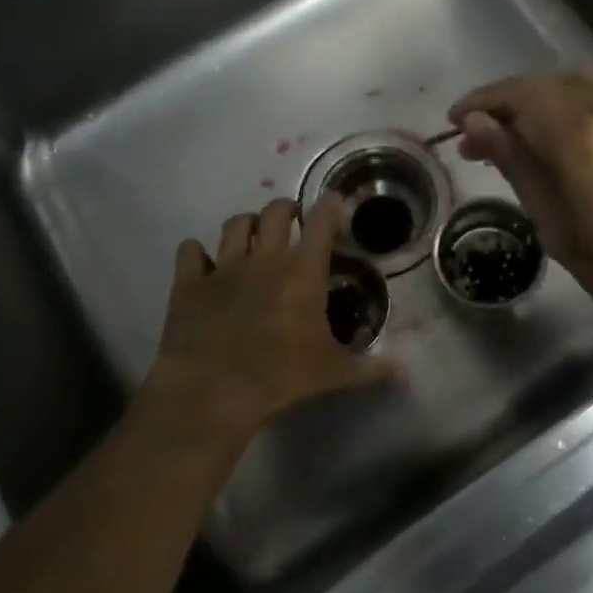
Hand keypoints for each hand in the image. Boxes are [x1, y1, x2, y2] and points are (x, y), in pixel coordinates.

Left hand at [138, 196, 398, 456]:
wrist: (214, 390)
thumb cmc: (282, 377)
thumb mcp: (334, 373)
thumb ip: (370, 368)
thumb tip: (403, 370)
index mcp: (303, 271)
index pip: (321, 221)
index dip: (330, 206)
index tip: (334, 202)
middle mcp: (265, 258)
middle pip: (276, 211)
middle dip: (287, 209)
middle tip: (292, 221)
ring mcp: (224, 267)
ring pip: (235, 224)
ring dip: (247, 224)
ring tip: (252, 235)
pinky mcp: (189, 283)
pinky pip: (190, 251)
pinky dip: (197, 252)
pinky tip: (203, 262)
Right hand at [448, 72, 592, 356]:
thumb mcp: (559, 230)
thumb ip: (518, 167)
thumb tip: (476, 126)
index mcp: (582, 136)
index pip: (518, 98)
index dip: (481, 104)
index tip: (456, 121)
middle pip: (552, 84)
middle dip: (513, 101)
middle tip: (487, 134)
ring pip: (590, 87)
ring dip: (552, 101)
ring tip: (532, 135)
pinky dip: (591, 113)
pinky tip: (589, 148)